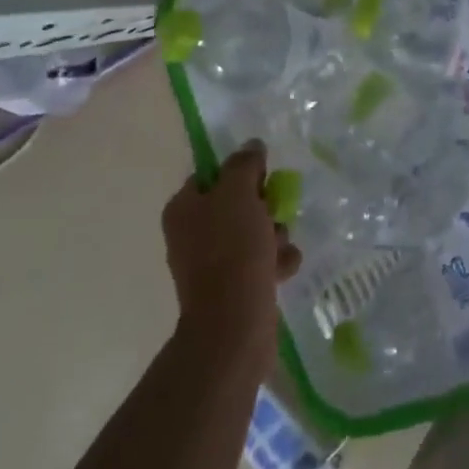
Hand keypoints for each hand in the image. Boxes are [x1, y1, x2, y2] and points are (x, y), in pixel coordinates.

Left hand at [162, 140, 301, 367]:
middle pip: (237, 203)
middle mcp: (192, 234)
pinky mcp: (233, 287)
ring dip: (275, 235)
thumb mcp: (239, 194)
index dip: (241, 172)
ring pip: (254, 232)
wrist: (234, 323)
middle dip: (265, 207)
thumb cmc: (232, 250)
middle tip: (275, 212)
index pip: (212, 175)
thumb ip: (244, 165)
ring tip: (280, 247)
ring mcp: (212, 263)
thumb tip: (251, 146)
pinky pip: (261, 261)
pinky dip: (276, 261)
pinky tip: (284, 269)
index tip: (264, 177)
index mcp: (183, 209)